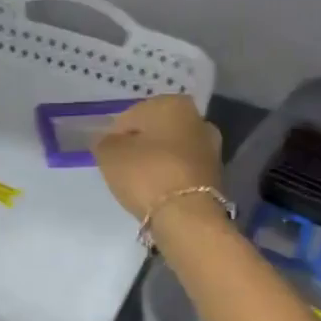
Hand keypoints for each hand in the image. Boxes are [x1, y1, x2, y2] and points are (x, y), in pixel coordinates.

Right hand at [93, 95, 222, 221]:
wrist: (187, 216)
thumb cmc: (146, 174)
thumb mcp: (109, 154)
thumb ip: (104, 141)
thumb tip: (109, 141)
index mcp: (173, 103)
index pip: (131, 115)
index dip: (115, 136)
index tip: (109, 157)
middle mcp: (198, 119)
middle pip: (155, 131)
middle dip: (140, 146)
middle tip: (123, 170)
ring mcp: (211, 148)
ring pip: (171, 151)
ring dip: (156, 162)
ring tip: (140, 185)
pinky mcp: (216, 175)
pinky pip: (181, 171)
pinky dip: (169, 178)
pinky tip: (158, 193)